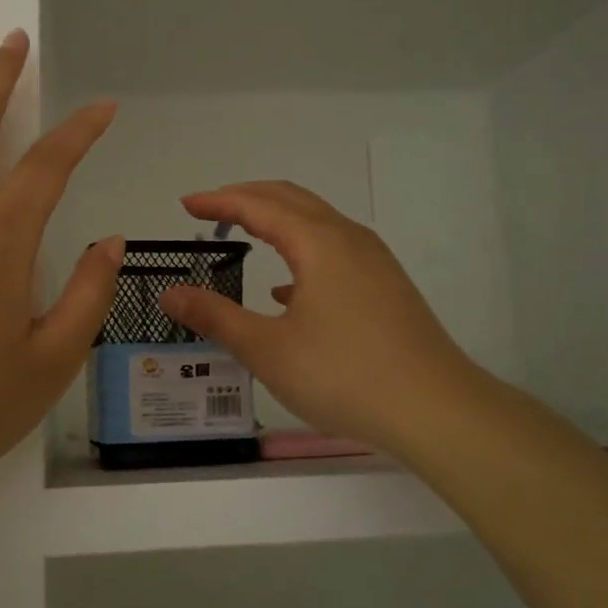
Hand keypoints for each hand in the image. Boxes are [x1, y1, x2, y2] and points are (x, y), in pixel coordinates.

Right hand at [159, 181, 489, 461]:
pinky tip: (286, 290)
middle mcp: (348, 239)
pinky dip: (301, 252)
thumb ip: (216, 317)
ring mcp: (374, 261)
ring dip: (277, 220)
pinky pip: (335, 250)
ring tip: (244, 235)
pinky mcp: (386, 286)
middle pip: (291, 199)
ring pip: (317, 222)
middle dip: (247, 198)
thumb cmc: (344, 375)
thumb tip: (170, 293)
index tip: (185, 204)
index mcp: (319, 243)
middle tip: (209, 210)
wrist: (436, 409)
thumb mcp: (268, 349)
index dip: (219, 201)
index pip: (259, 205)